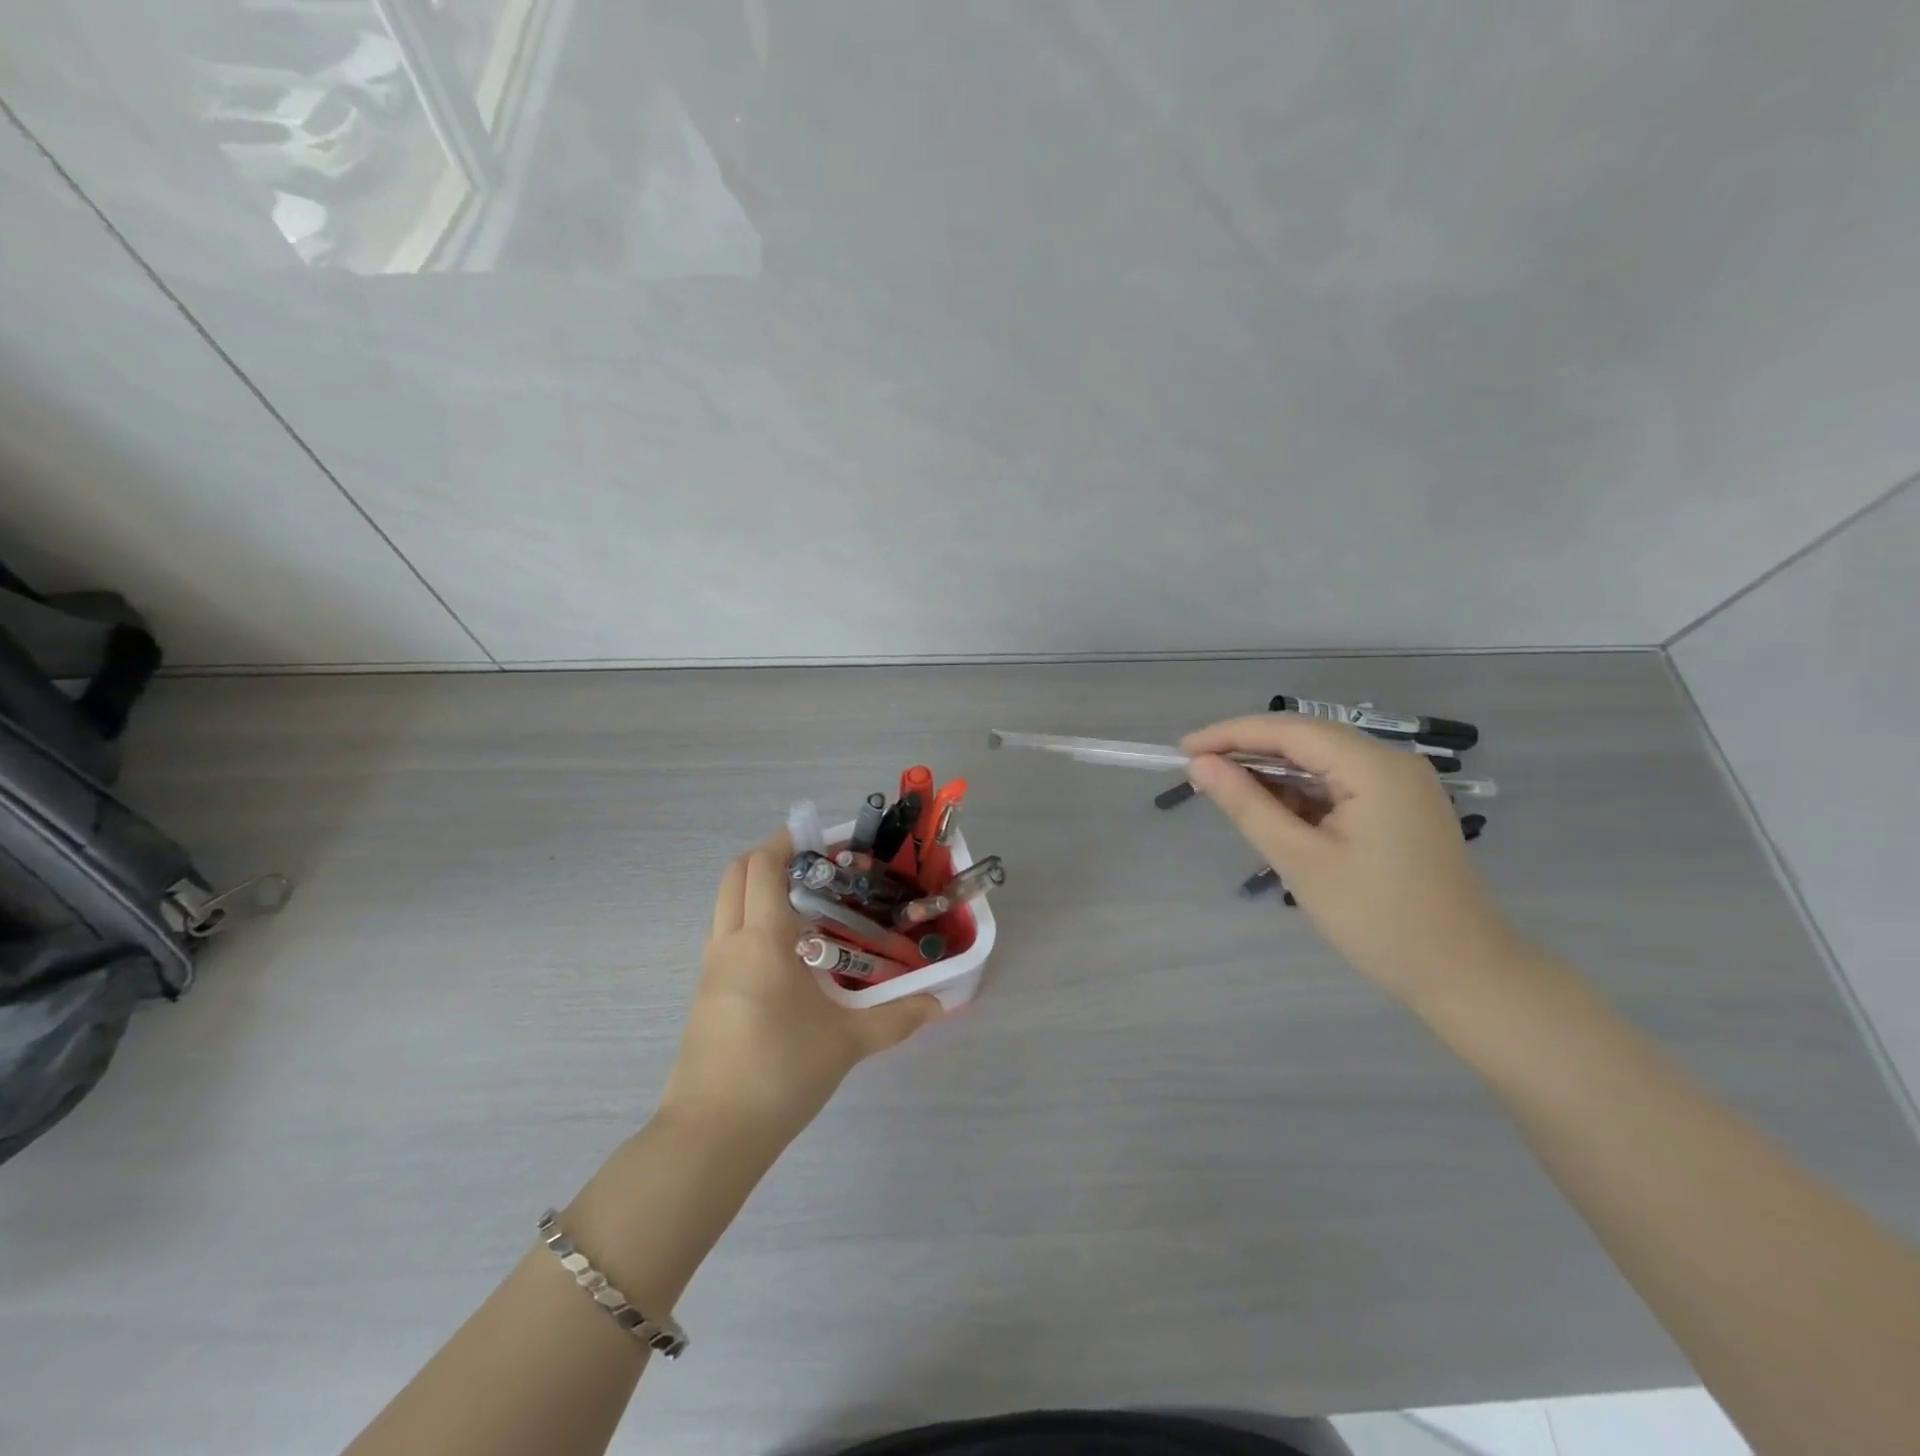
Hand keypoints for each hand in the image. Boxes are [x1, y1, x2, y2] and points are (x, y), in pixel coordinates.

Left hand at [660, 832, 943, 1143]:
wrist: (711, 1135)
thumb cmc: (781, 1072)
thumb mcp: (847, 1043)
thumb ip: (896, 1018)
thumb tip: (938, 1004)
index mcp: (762, 940)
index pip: (763, 867)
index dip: (786, 842)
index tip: (817, 837)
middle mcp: (729, 943)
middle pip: (735, 875)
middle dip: (767, 856)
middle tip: (810, 864)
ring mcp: (710, 970)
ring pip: (724, 905)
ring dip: (755, 889)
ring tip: (804, 905)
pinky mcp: (704, 995)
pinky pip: (723, 936)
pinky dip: (748, 921)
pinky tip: (785, 954)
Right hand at [1182, 715, 1522, 1003]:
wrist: (1464, 975)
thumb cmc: (1378, 920)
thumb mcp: (1301, 861)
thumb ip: (1248, 806)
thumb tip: (1200, 765)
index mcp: (1375, 768)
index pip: (1290, 730)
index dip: (1231, 734)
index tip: (1182, 749)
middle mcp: (1392, 763)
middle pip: (1306, 740)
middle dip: (1249, 752)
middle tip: (1197, 772)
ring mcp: (1400, 786)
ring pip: (1321, 763)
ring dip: (1274, 776)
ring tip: (1226, 795)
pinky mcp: (1400, 809)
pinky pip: (1339, 786)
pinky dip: (1301, 796)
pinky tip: (1272, 814)